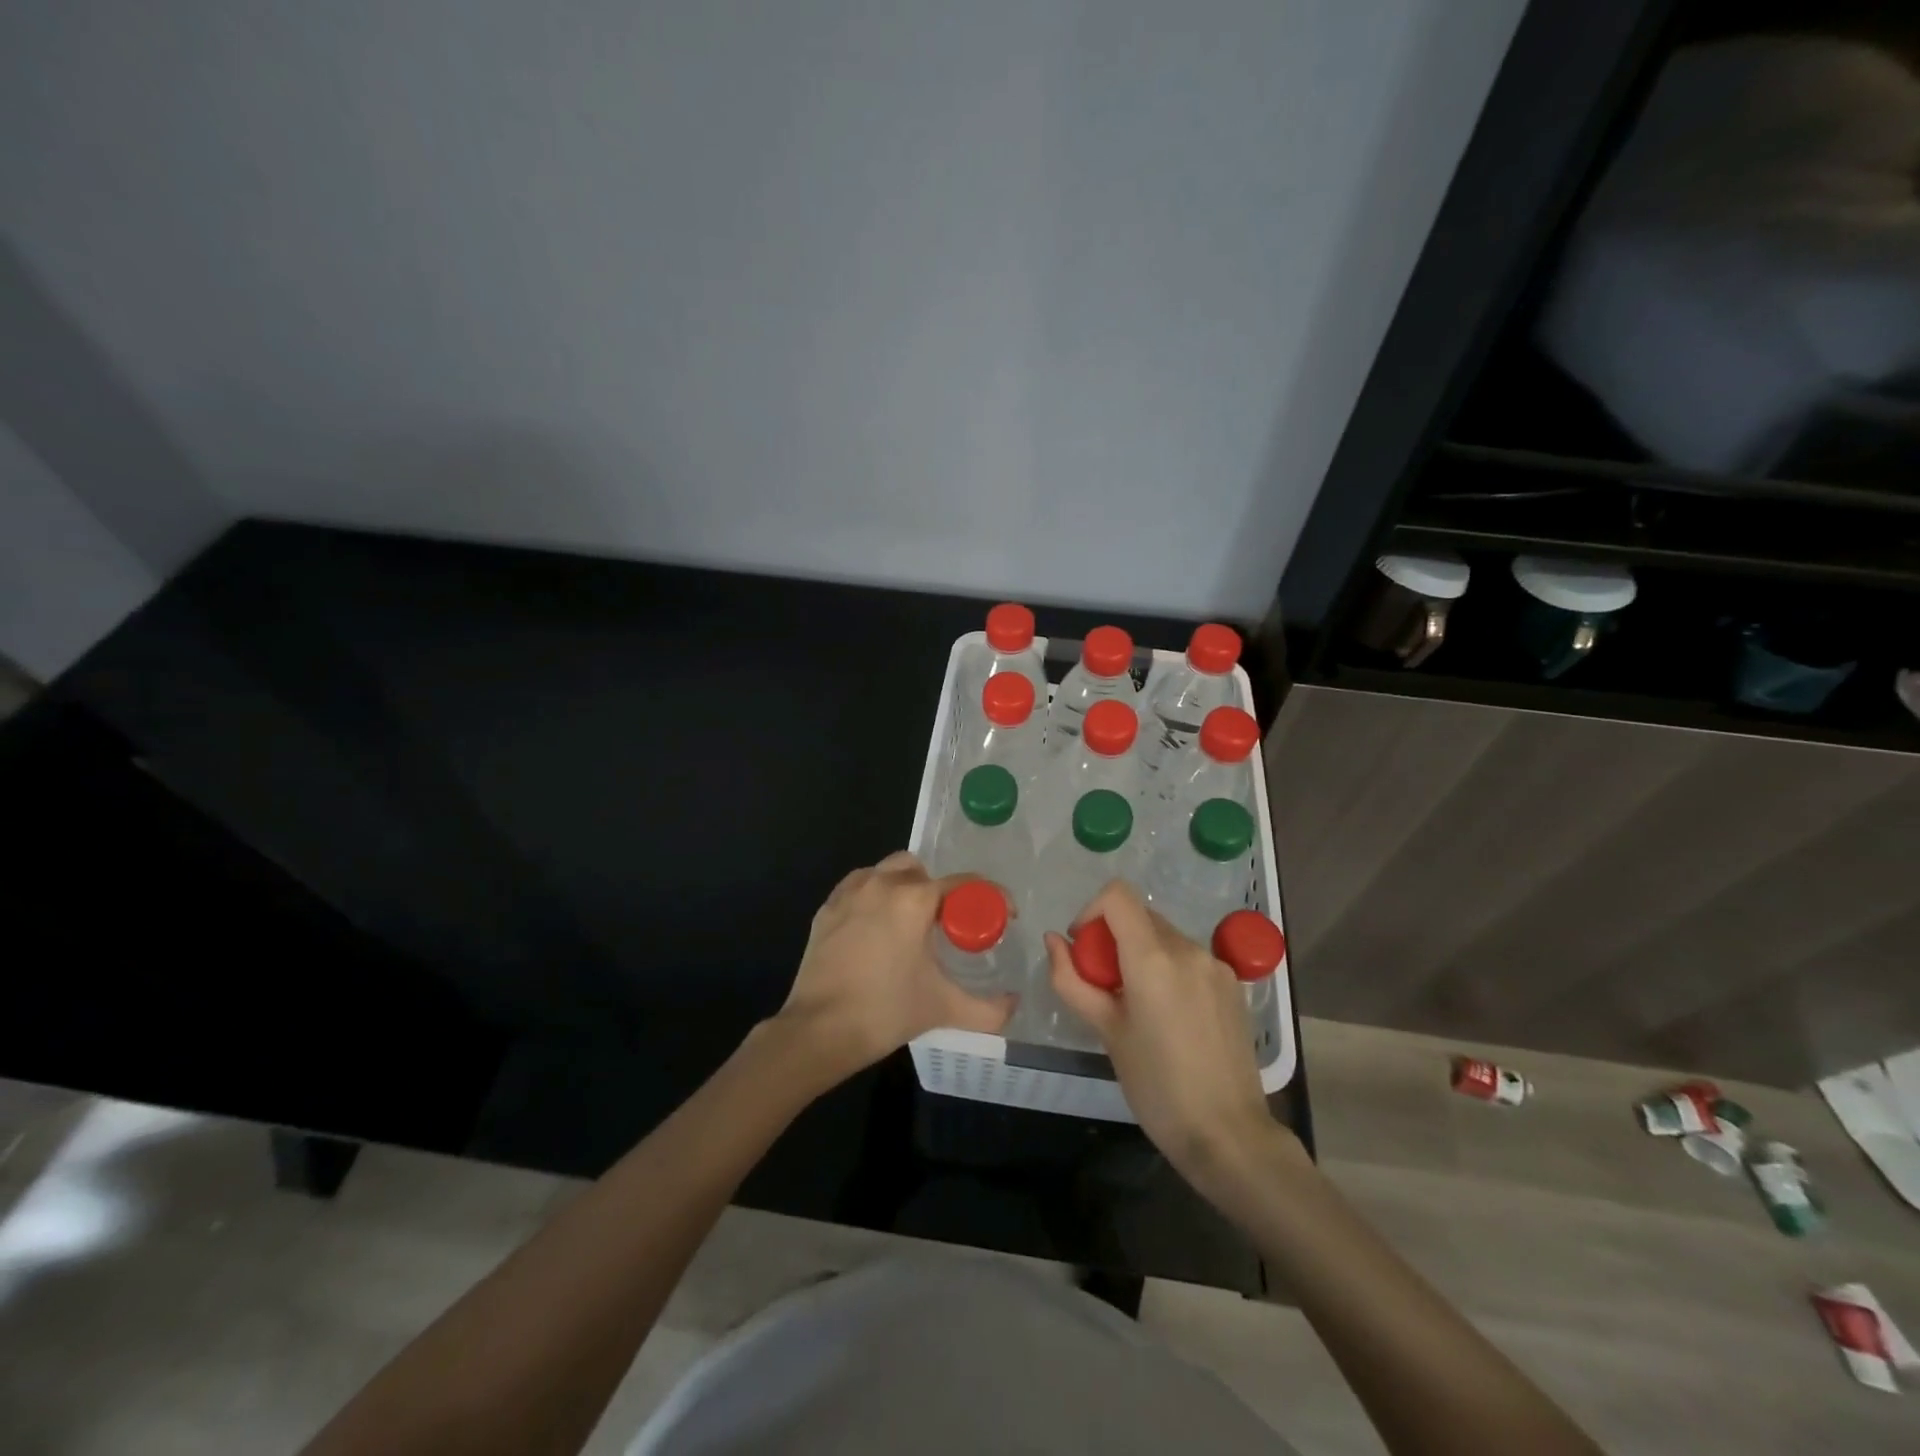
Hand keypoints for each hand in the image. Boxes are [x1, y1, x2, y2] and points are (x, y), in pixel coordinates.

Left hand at [773, 852, 1014, 1085]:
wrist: (820, 1030)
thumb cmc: (886, 1012)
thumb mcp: (945, 1008)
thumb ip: (989, 1009)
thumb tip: (1013, 1004)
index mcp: (914, 899)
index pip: (963, 883)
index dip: (990, 898)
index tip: (1002, 917)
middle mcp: (882, 883)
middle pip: (922, 871)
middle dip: (939, 892)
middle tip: (946, 925)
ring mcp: (850, 892)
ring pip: (887, 871)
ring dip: (905, 888)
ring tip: (910, 925)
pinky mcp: (827, 907)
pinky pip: (858, 886)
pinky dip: (873, 896)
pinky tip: (876, 926)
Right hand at [1043, 881, 1284, 1185]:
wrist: (1228, 1134)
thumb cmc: (1157, 1086)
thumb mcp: (1106, 1032)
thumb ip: (1073, 980)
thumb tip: (1054, 941)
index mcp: (1153, 958)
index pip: (1117, 895)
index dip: (1091, 911)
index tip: (1083, 948)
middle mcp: (1188, 948)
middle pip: (1140, 916)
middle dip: (1114, 938)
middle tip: (1105, 986)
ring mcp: (1215, 965)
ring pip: (1165, 937)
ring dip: (1142, 954)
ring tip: (1138, 1006)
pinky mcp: (1232, 984)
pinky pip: (1189, 958)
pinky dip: (1169, 969)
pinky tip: (1170, 1016)